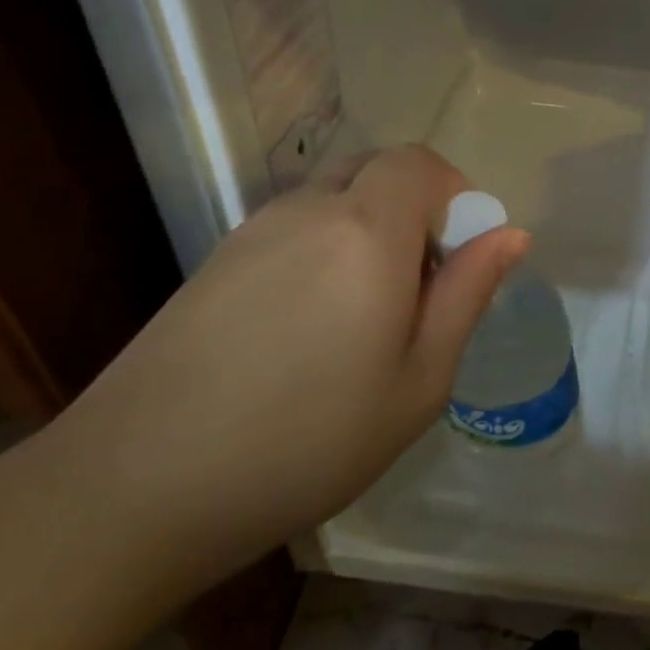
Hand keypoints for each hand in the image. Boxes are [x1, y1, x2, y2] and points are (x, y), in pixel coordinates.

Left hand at [46, 145, 526, 585]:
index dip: (454, 194)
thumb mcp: (419, 380)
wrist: (139, 487)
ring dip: (368, 232)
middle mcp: (307, 210)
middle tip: (420, 290)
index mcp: (366, 230)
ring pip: (332, 199)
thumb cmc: (309, 440)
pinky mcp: (215, 261)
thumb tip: (510, 234)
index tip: (460, 257)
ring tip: (365, 319)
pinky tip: (308, 330)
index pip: (419, 163)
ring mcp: (252, 232)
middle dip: (415, 211)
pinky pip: (292, 229)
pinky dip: (324, 251)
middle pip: (375, 171)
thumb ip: (467, 294)